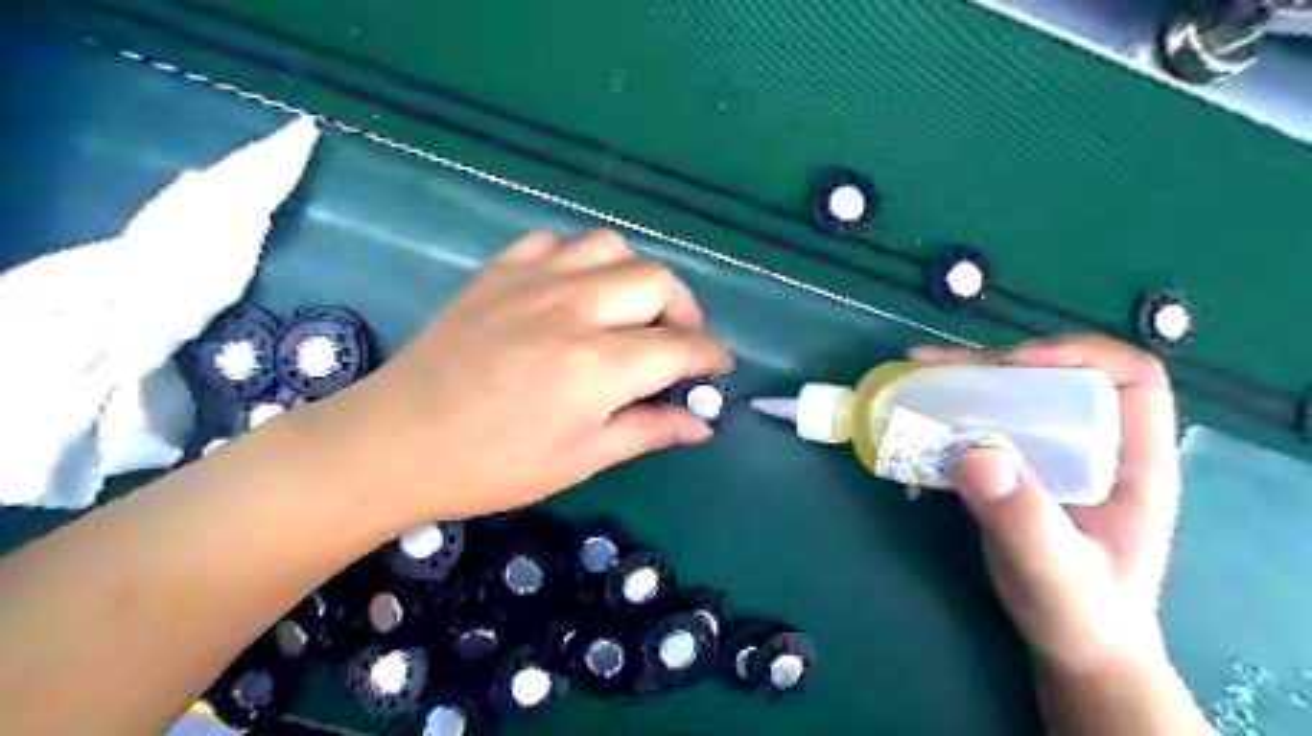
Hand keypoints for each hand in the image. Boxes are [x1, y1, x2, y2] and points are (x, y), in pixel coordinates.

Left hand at [307, 231, 737, 523]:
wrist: (397, 442)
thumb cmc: (494, 465)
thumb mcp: (581, 459)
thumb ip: (648, 430)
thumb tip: (700, 422)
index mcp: (599, 364)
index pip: (682, 345)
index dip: (711, 356)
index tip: (717, 369)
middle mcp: (575, 308)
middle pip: (658, 281)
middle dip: (684, 311)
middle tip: (676, 343)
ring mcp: (534, 280)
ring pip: (612, 247)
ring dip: (635, 277)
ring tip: (628, 311)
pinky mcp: (499, 270)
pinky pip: (557, 241)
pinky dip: (580, 260)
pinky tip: (573, 290)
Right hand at [915, 336, 1179, 675]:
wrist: (1071, 645)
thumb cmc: (1082, 614)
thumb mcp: (1056, 574)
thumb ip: (1023, 520)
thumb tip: (974, 453)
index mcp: (1131, 461)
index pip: (1129, 378)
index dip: (1076, 356)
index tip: (1013, 367)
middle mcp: (1092, 445)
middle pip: (1050, 377)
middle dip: (990, 365)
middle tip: (931, 369)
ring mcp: (1049, 455)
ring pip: (1008, 398)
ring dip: (958, 388)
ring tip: (910, 383)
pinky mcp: (1013, 468)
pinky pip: (978, 428)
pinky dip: (942, 424)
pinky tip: (911, 438)